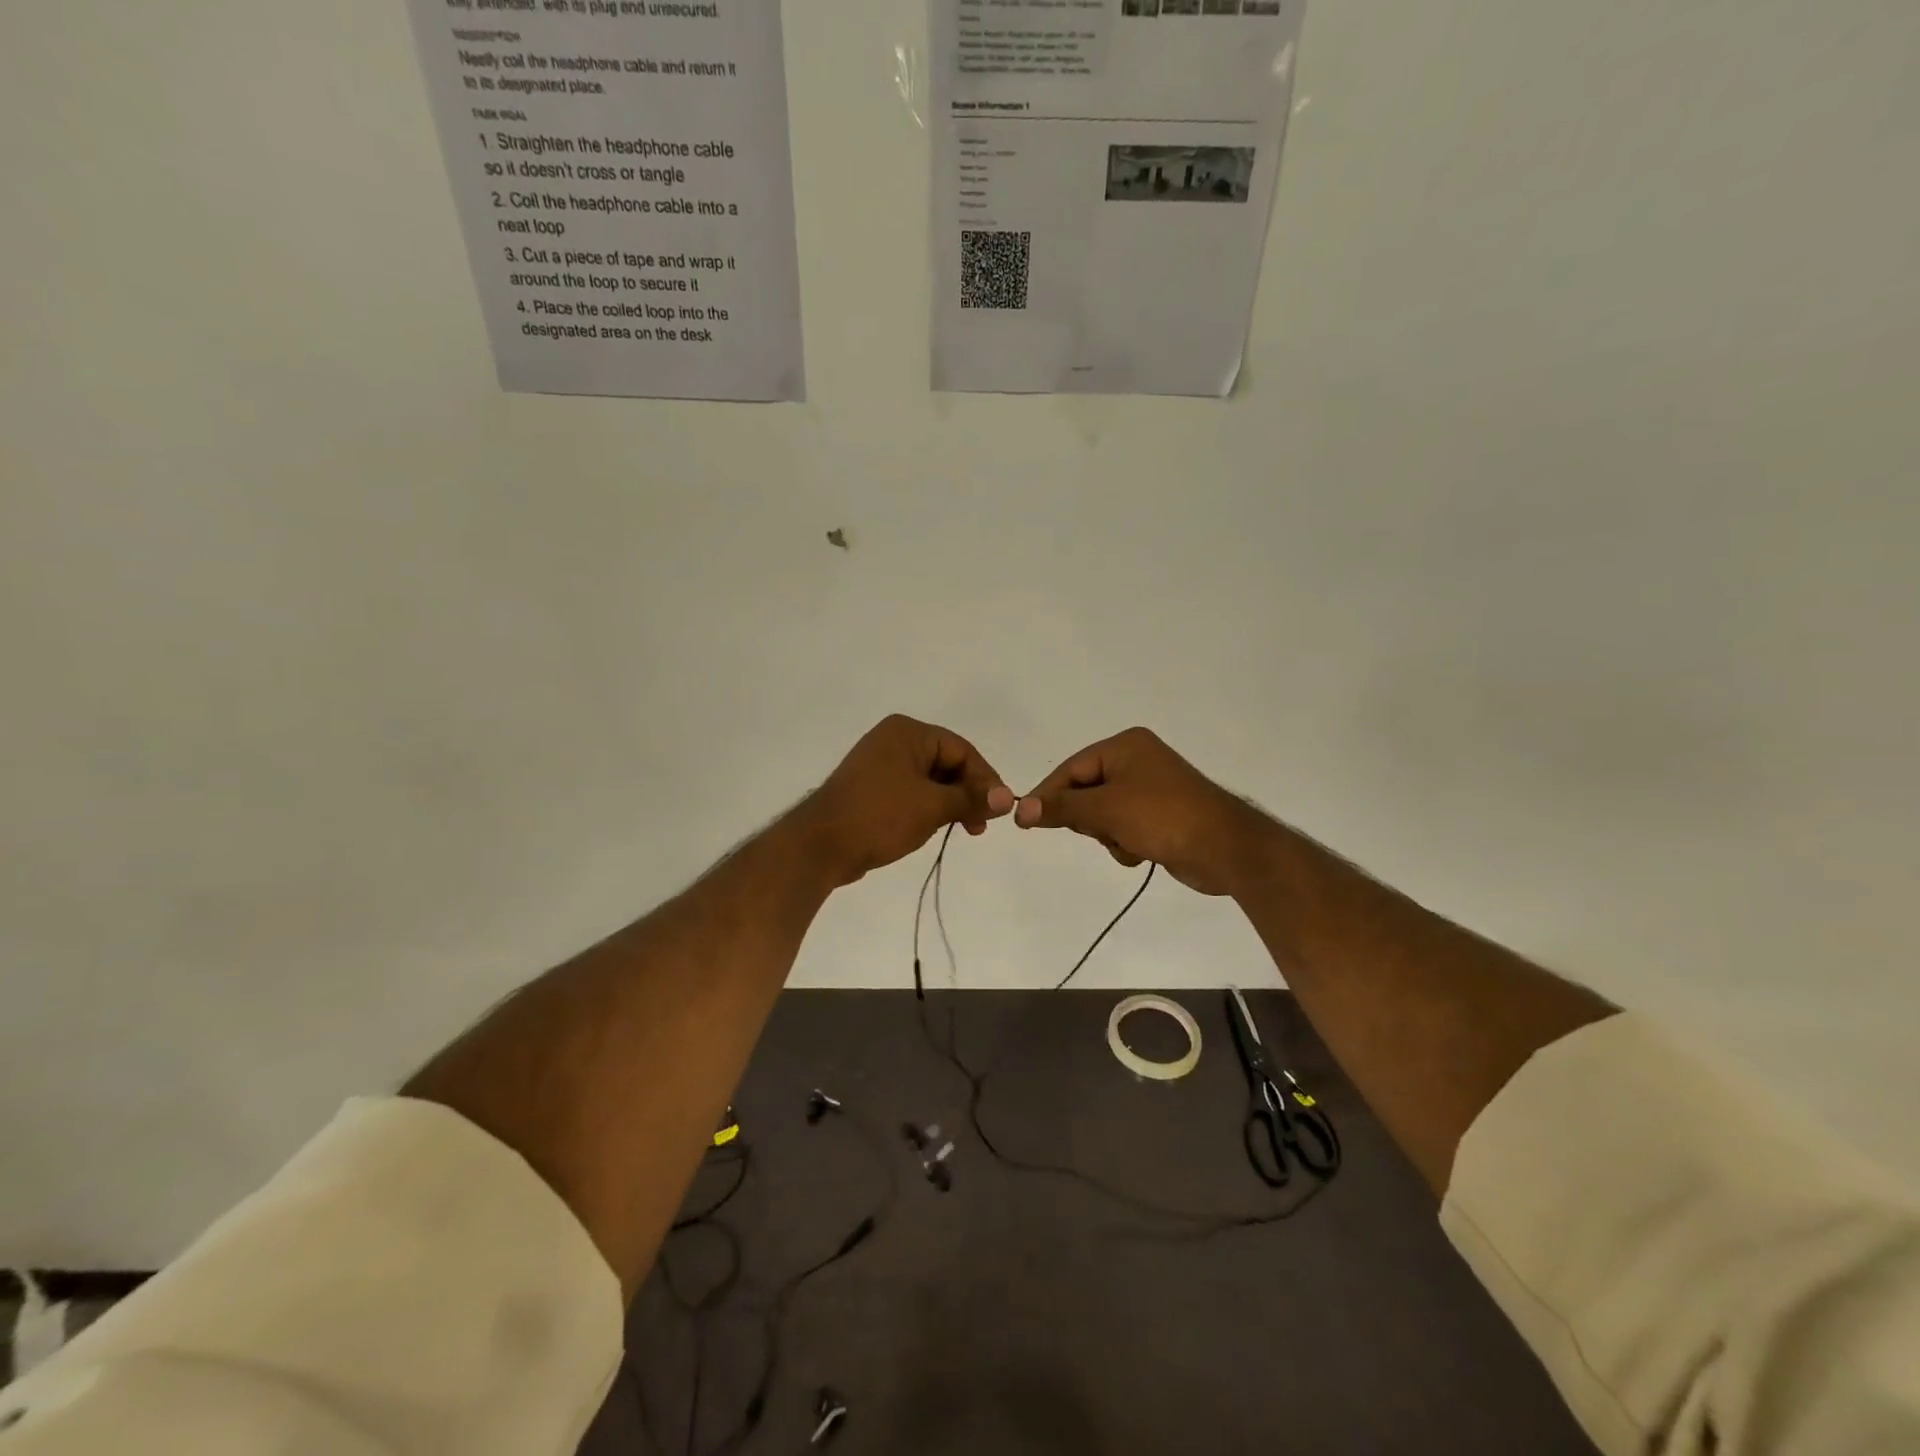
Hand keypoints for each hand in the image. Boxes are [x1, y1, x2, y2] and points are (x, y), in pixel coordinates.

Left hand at [797, 715, 1013, 886]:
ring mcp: (879, 764)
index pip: (961, 750)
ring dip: (950, 803)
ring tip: (962, 830)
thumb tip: (1009, 798)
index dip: (985, 779)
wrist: (821, 845)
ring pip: (930, 780)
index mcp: (908, 732)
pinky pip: (911, 792)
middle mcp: (893, 740)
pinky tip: (935, 828)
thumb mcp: (933, 806)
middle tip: (980, 825)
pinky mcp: (871, 788)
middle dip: (967, 793)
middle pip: (946, 763)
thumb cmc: (880, 816)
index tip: (1000, 809)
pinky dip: (928, 807)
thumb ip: (972, 799)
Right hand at [1014, 727, 1269, 895]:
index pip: (1071, 769)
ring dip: (1108, 835)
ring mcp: (1150, 789)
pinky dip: (1125, 842)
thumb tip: (1021, 809)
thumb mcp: (1106, 809)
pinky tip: (1141, 852)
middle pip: (1085, 791)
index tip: (1026, 821)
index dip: (1048, 795)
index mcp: (1125, 746)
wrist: (1226, 848)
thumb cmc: (1163, 816)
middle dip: (1089, 818)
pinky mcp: (1160, 816)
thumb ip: (1062, 808)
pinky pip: (1123, 827)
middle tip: (1101, 830)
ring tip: (1128, 843)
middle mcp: (1137, 761)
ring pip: (1102, 814)